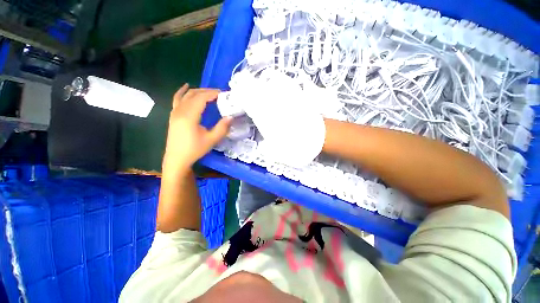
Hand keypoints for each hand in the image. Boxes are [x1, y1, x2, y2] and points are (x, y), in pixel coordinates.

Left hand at [163, 84, 231, 173]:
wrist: (177, 159)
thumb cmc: (194, 150)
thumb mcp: (211, 140)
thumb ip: (222, 128)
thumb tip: (231, 117)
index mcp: (189, 116)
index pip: (201, 99)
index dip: (212, 94)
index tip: (222, 93)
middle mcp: (180, 111)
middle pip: (193, 95)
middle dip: (206, 91)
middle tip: (219, 93)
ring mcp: (174, 112)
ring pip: (185, 95)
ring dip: (197, 91)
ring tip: (208, 92)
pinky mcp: (173, 115)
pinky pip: (177, 99)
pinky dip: (182, 92)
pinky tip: (186, 87)